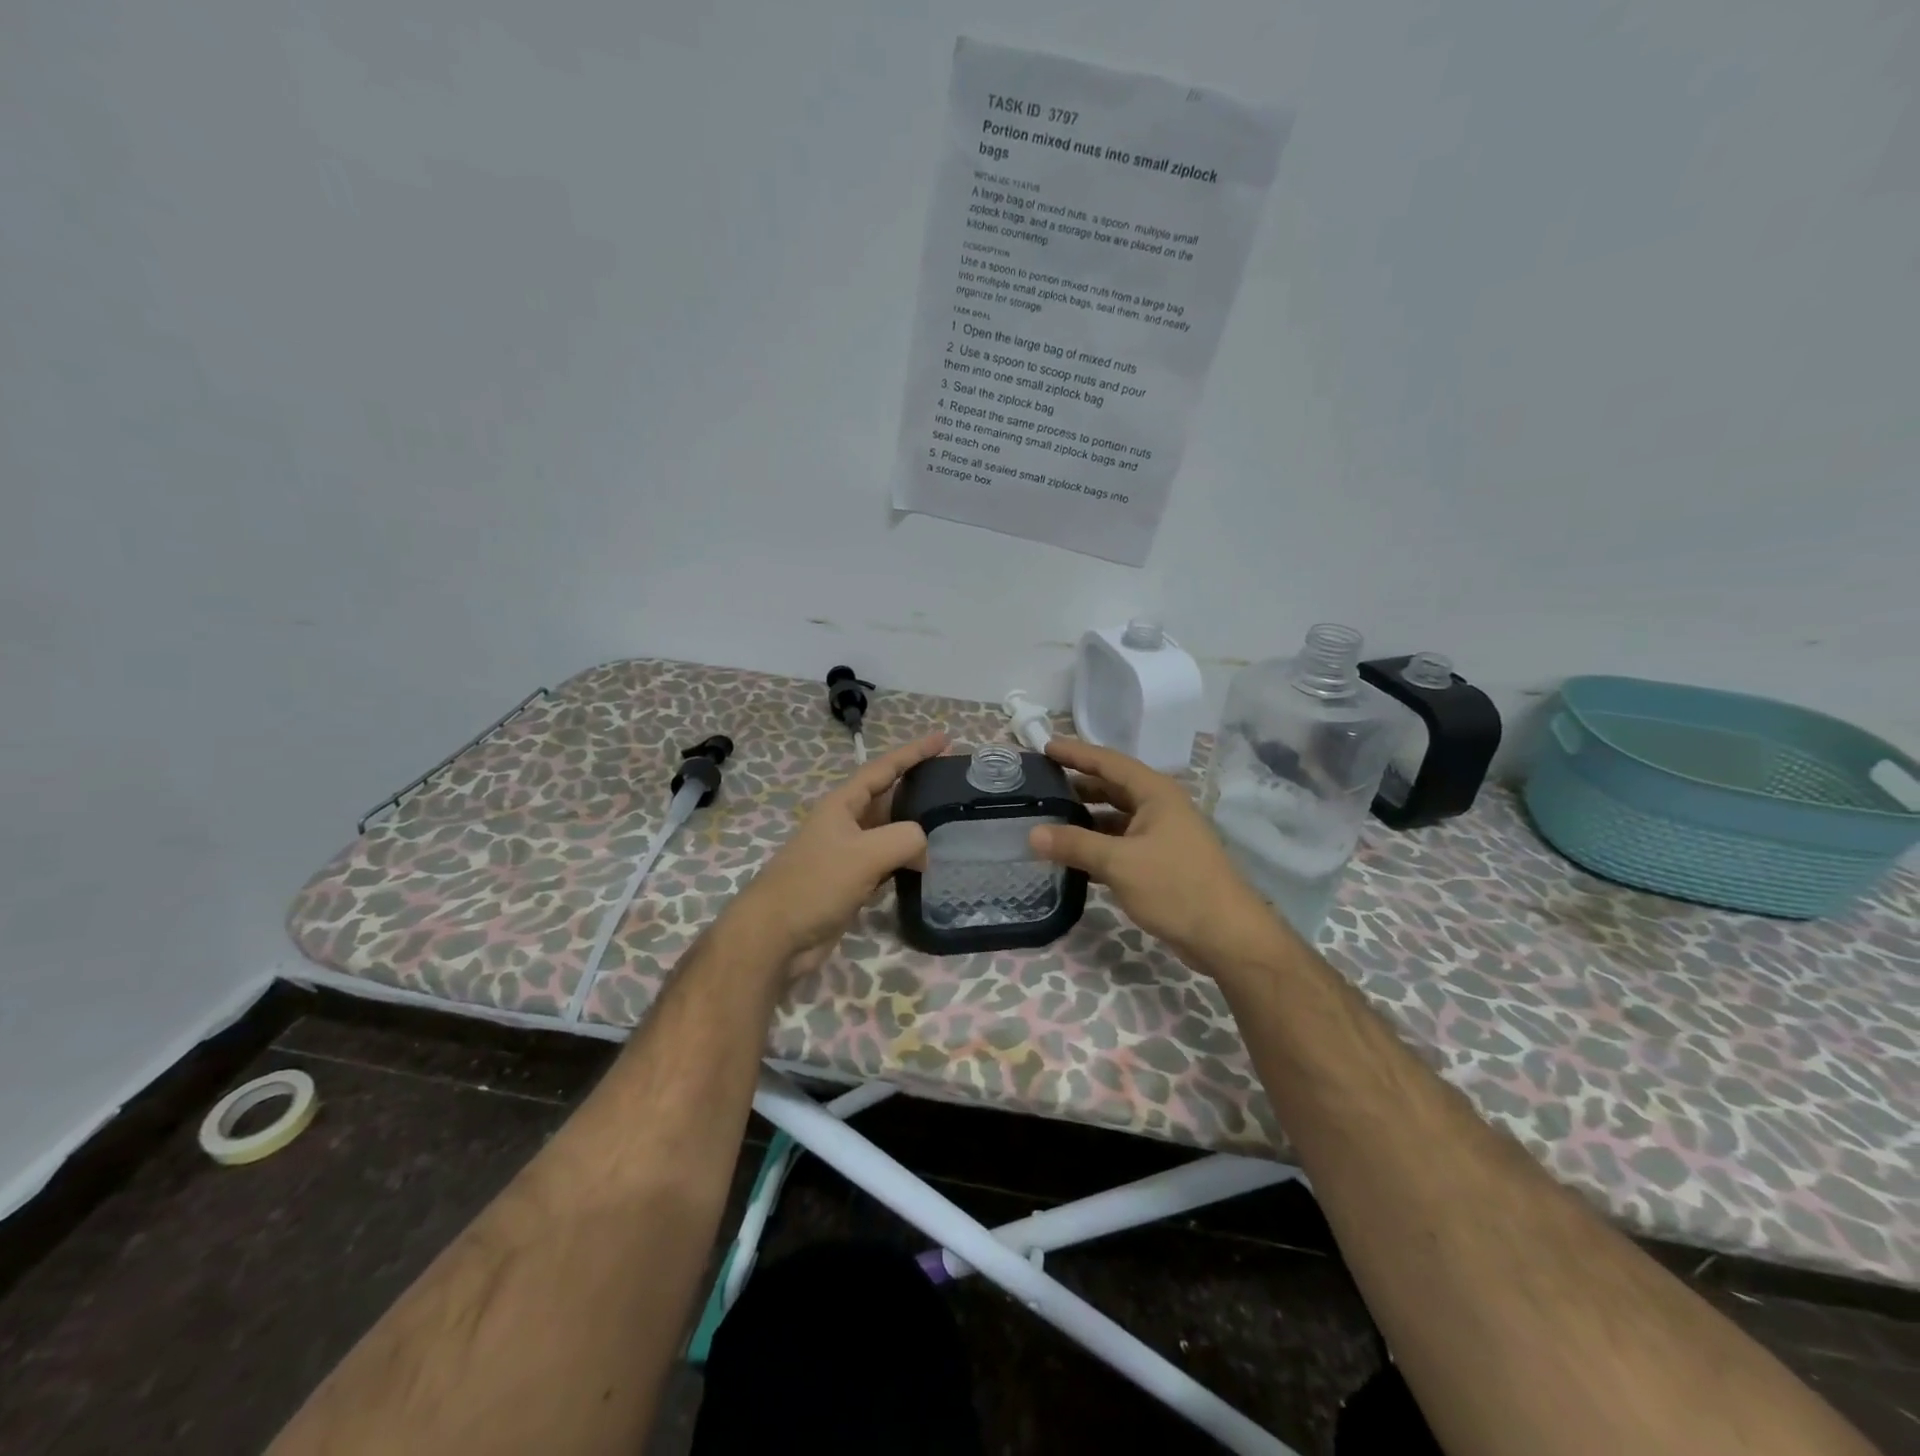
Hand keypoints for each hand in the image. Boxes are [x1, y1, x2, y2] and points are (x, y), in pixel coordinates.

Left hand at [730, 731, 948, 978]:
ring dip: (916, 827)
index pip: (884, 768)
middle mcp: (845, 823)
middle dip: (918, 786)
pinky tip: (927, 866)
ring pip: (889, 832)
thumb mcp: (865, 854)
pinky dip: (907, 860)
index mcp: (842, 804)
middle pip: (888, 796)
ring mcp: (847, 854)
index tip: (944, 739)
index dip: (914, 752)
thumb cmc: (815, 885)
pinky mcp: (851, 883)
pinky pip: (886, 862)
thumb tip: (923, 852)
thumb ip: (905, 839)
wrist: (775, 937)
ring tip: (949, 822)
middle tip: (954, 782)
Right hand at [1029, 738, 1290, 978]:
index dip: (1076, 753)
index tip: (1045, 746)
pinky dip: (1097, 844)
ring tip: (1049, 819)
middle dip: (1078, 784)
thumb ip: (1075, 844)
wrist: (1226, 935)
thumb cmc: (1175, 887)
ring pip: (1116, 817)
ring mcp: (1162, 834)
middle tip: (1040, 785)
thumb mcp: (1119, 863)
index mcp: (1155, 793)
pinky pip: (1121, 842)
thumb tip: (1032, 833)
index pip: (1108, 762)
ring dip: (1085, 818)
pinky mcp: (1161, 861)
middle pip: (1112, 787)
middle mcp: (1159, 807)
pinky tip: (1072, 856)